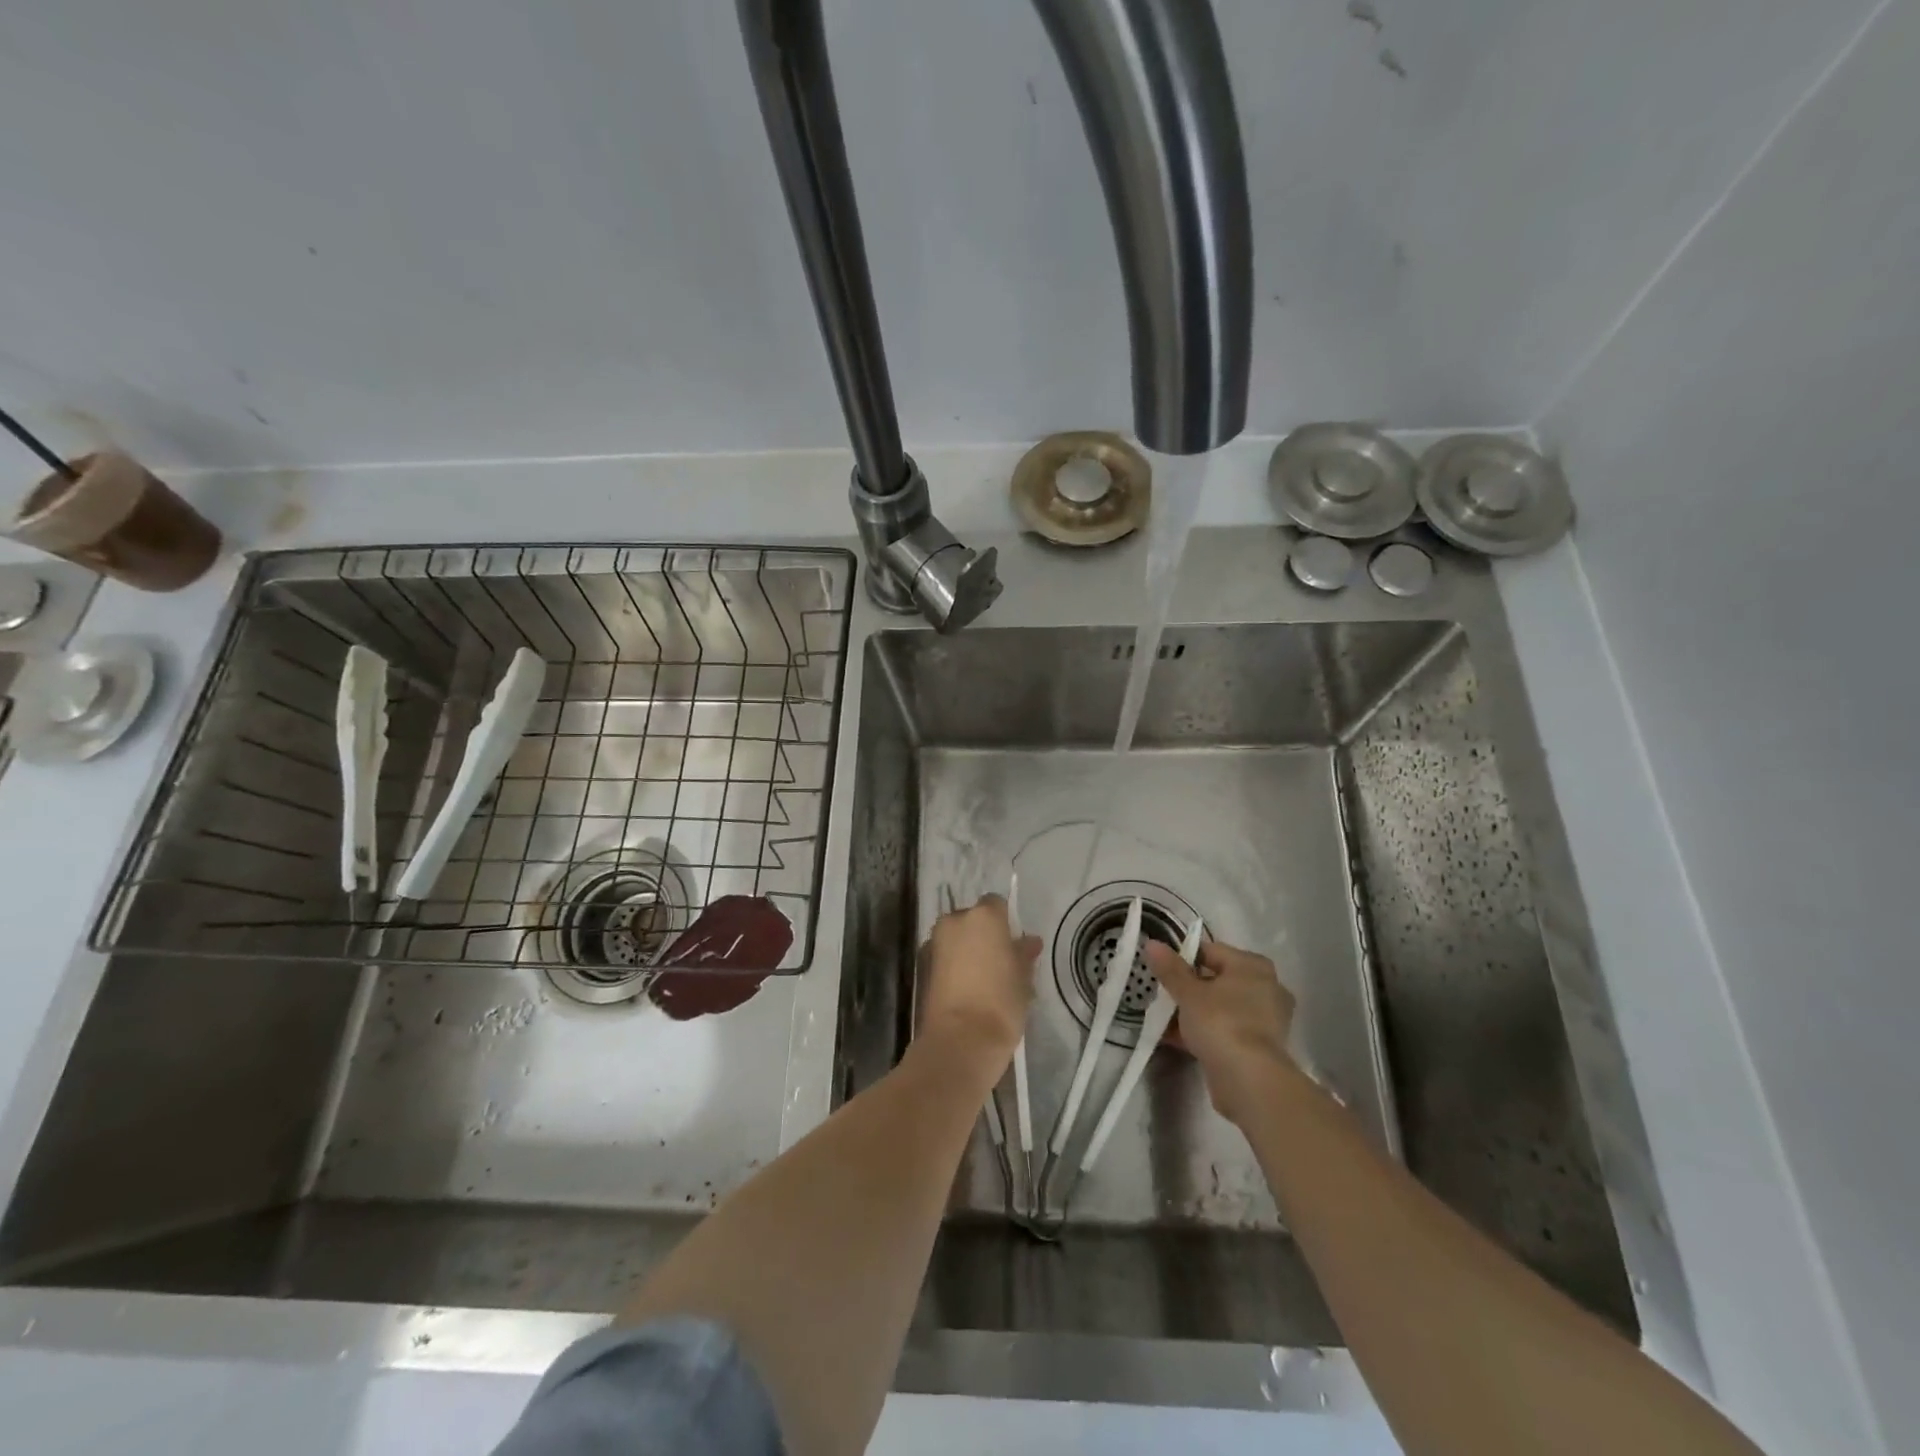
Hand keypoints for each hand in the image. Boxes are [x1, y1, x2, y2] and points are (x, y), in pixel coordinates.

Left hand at [920, 893, 1039, 1073]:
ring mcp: (934, 943)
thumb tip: (1029, 941)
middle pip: (972, 919)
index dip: (1005, 922)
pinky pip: (943, 957)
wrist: (959, 1040)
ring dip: (967, 950)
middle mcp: (954, 921)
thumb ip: (1024, 953)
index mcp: (983, 916)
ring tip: (983, 980)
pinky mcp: (921, 966)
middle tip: (1000, 962)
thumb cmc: (1001, 1002)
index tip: (1014, 944)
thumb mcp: (1023, 978)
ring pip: (955, 938)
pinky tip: (966, 990)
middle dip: (983, 935)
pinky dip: (953, 966)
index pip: (996, 903)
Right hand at [1144, 936, 1295, 1126]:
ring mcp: (1266, 1019)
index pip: (1211, 951)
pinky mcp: (1260, 1047)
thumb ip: (1170, 968)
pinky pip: (1226, 1030)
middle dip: (1189, 988)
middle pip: (1217, 980)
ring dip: (1194, 1012)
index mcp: (1253, 966)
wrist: (1250, 1081)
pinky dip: (1205, 1032)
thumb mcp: (1188, 992)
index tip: (1161, 971)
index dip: (1183, 958)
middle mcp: (1265, 987)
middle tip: (1163, 994)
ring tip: (1164, 1018)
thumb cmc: (1220, 1023)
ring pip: (1221, 1007)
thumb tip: (1152, 944)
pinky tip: (1176, 1039)